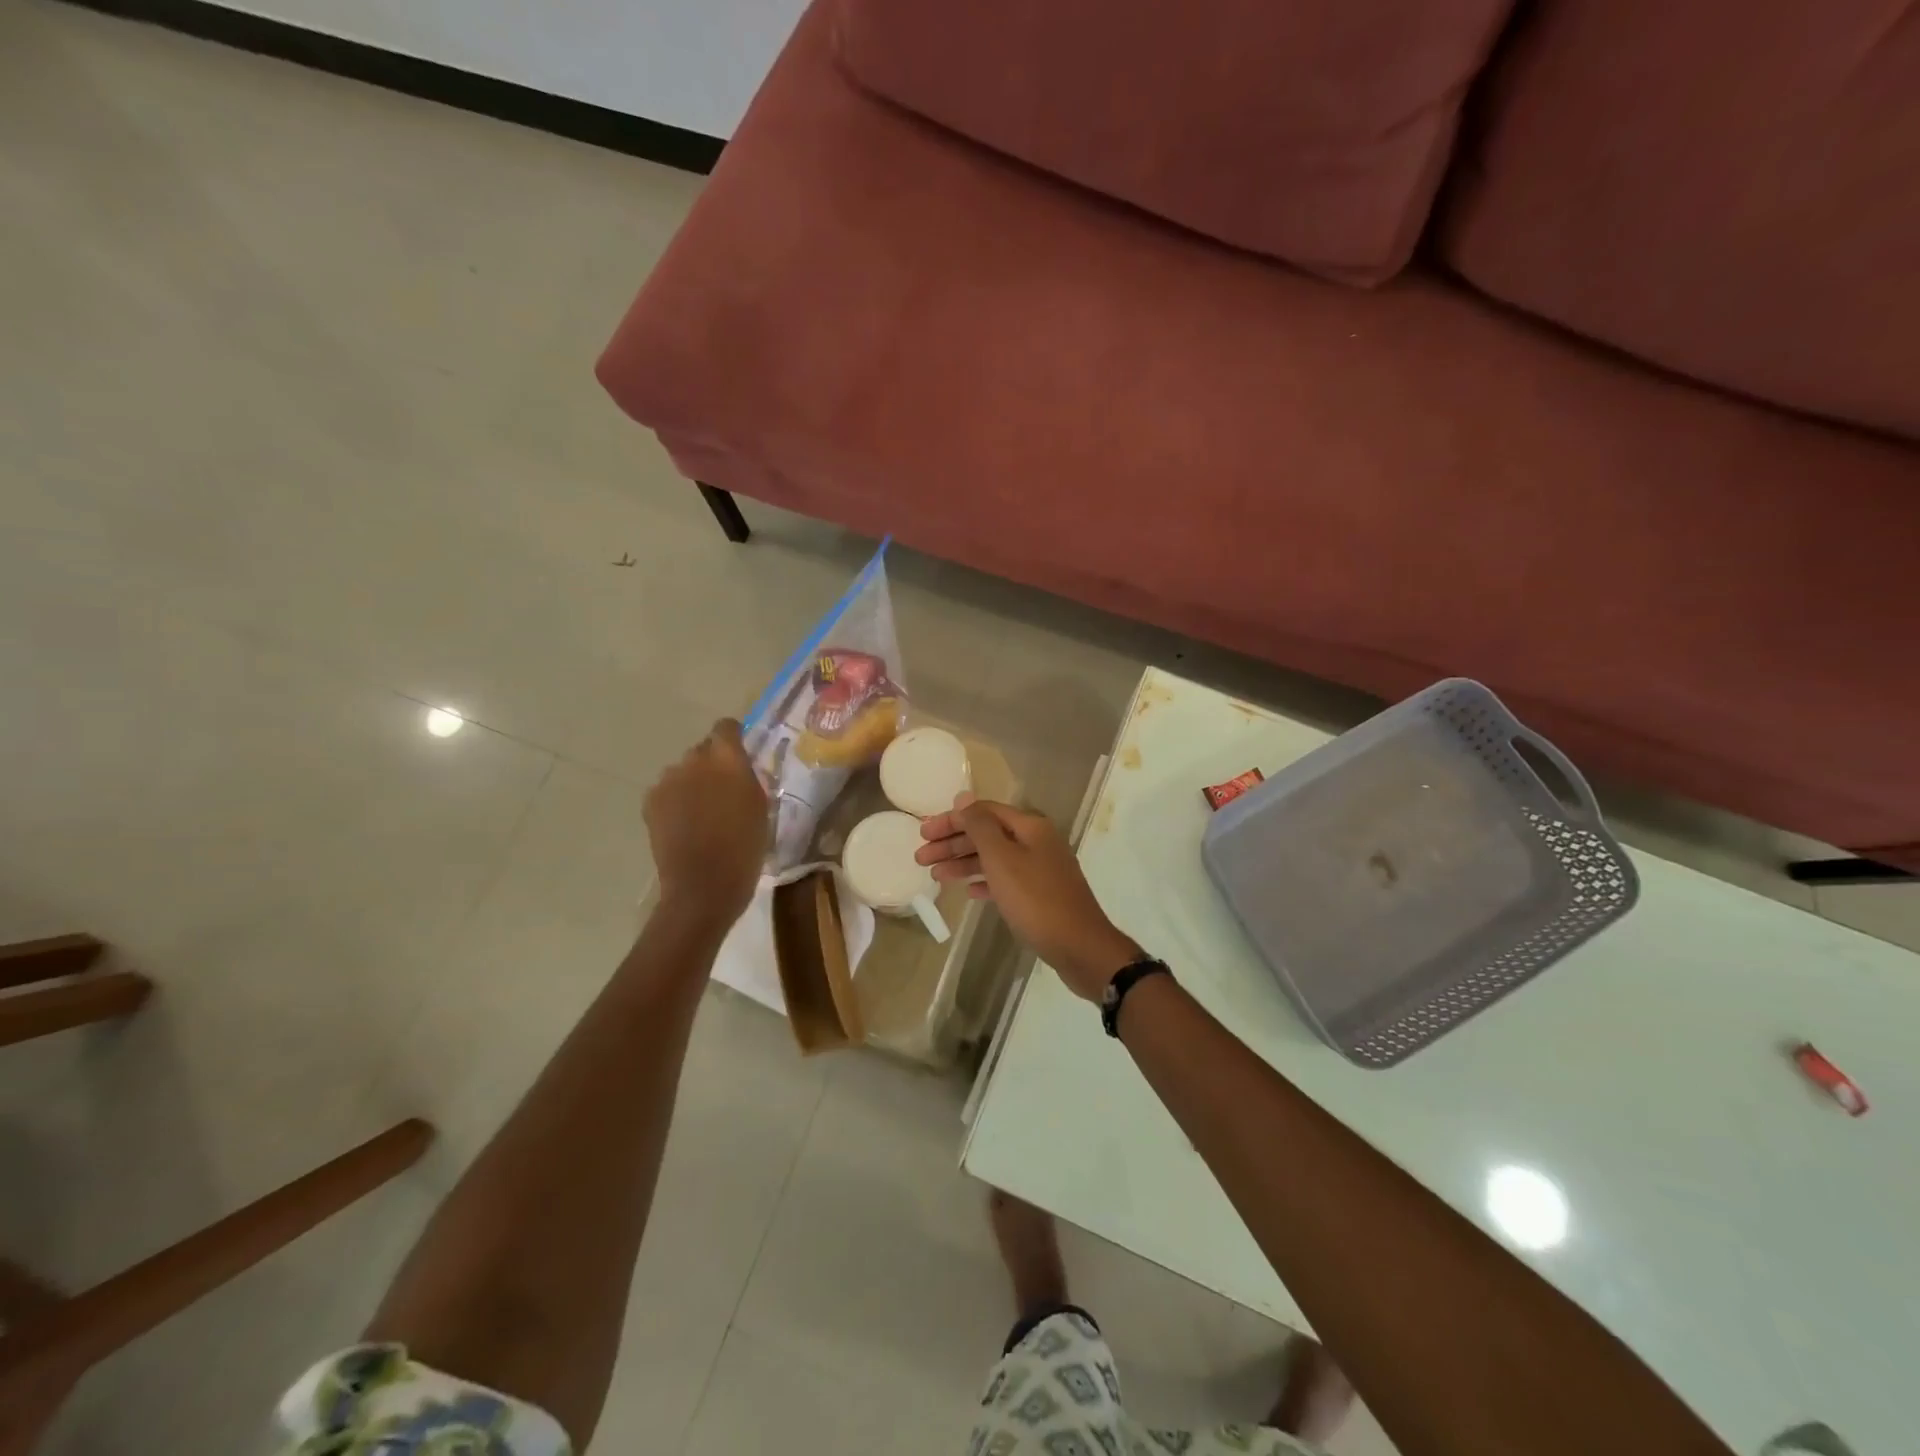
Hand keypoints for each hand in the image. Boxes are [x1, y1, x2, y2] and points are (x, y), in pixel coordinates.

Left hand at [645, 718, 768, 926]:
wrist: (704, 885)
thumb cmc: (745, 847)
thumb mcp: (761, 808)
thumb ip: (748, 779)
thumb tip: (739, 768)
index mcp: (728, 759)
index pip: (726, 727)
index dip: (733, 736)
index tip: (740, 752)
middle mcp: (694, 760)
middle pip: (703, 750)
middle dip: (712, 764)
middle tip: (724, 791)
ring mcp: (668, 780)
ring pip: (682, 771)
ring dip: (692, 783)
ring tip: (702, 812)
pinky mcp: (650, 801)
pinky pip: (666, 791)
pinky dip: (675, 801)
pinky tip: (684, 825)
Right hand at [916, 795, 1140, 1000]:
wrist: (1080, 947)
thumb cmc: (1036, 900)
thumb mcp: (1002, 860)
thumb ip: (980, 827)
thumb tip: (963, 798)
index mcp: (1030, 827)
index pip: (983, 812)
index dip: (951, 820)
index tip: (923, 834)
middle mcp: (1037, 841)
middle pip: (987, 834)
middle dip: (953, 843)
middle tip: (921, 858)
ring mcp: (1041, 868)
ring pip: (995, 858)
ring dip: (964, 863)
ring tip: (936, 876)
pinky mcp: (1042, 894)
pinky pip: (1006, 880)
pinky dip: (985, 882)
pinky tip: (968, 892)